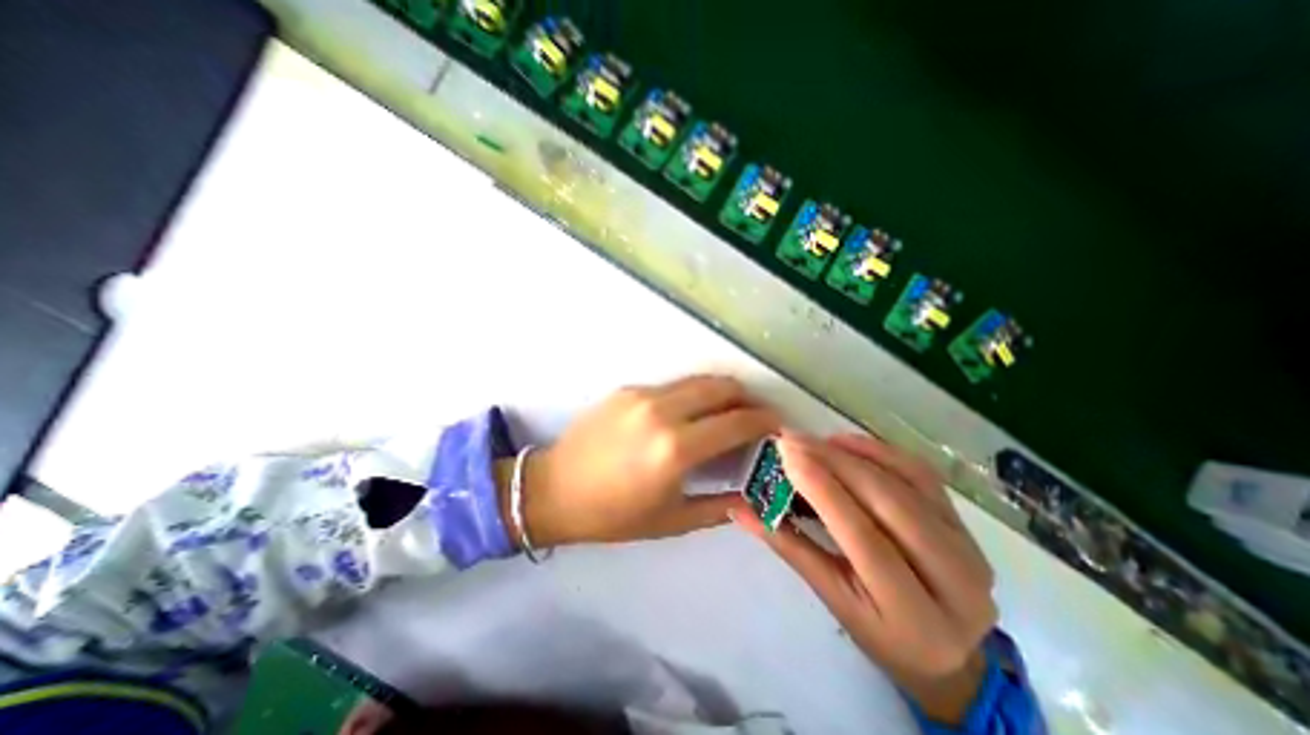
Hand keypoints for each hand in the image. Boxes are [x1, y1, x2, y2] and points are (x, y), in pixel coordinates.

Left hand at [508, 378, 775, 546]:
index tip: (778, 427)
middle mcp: (662, 412)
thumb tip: (751, 492)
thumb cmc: (612, 515)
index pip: (737, 422)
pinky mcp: (628, 389)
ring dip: (722, 392)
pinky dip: (692, 395)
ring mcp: (642, 395)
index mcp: (676, 449)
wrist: (554, 489)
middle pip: (722, 387)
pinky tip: (689, 414)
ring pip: (698, 380)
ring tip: (729, 411)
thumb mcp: (672, 521)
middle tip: (756, 415)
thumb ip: (719, 506)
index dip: (765, 421)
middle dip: (748, 397)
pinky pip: (673, 386)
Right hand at [732, 430, 998, 723]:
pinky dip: (880, 451)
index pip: (864, 538)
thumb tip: (740, 508)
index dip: (823, 490)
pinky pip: (920, 473)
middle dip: (834, 463)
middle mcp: (957, 580)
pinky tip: (846, 442)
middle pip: (888, 504)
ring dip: (854, 454)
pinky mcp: (965, 522)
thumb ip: (789, 546)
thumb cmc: (881, 631)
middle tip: (792, 440)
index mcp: (915, 615)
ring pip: (906, 482)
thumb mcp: (833, 598)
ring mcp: (969, 546)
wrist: (949, 650)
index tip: (787, 455)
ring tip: (813, 441)